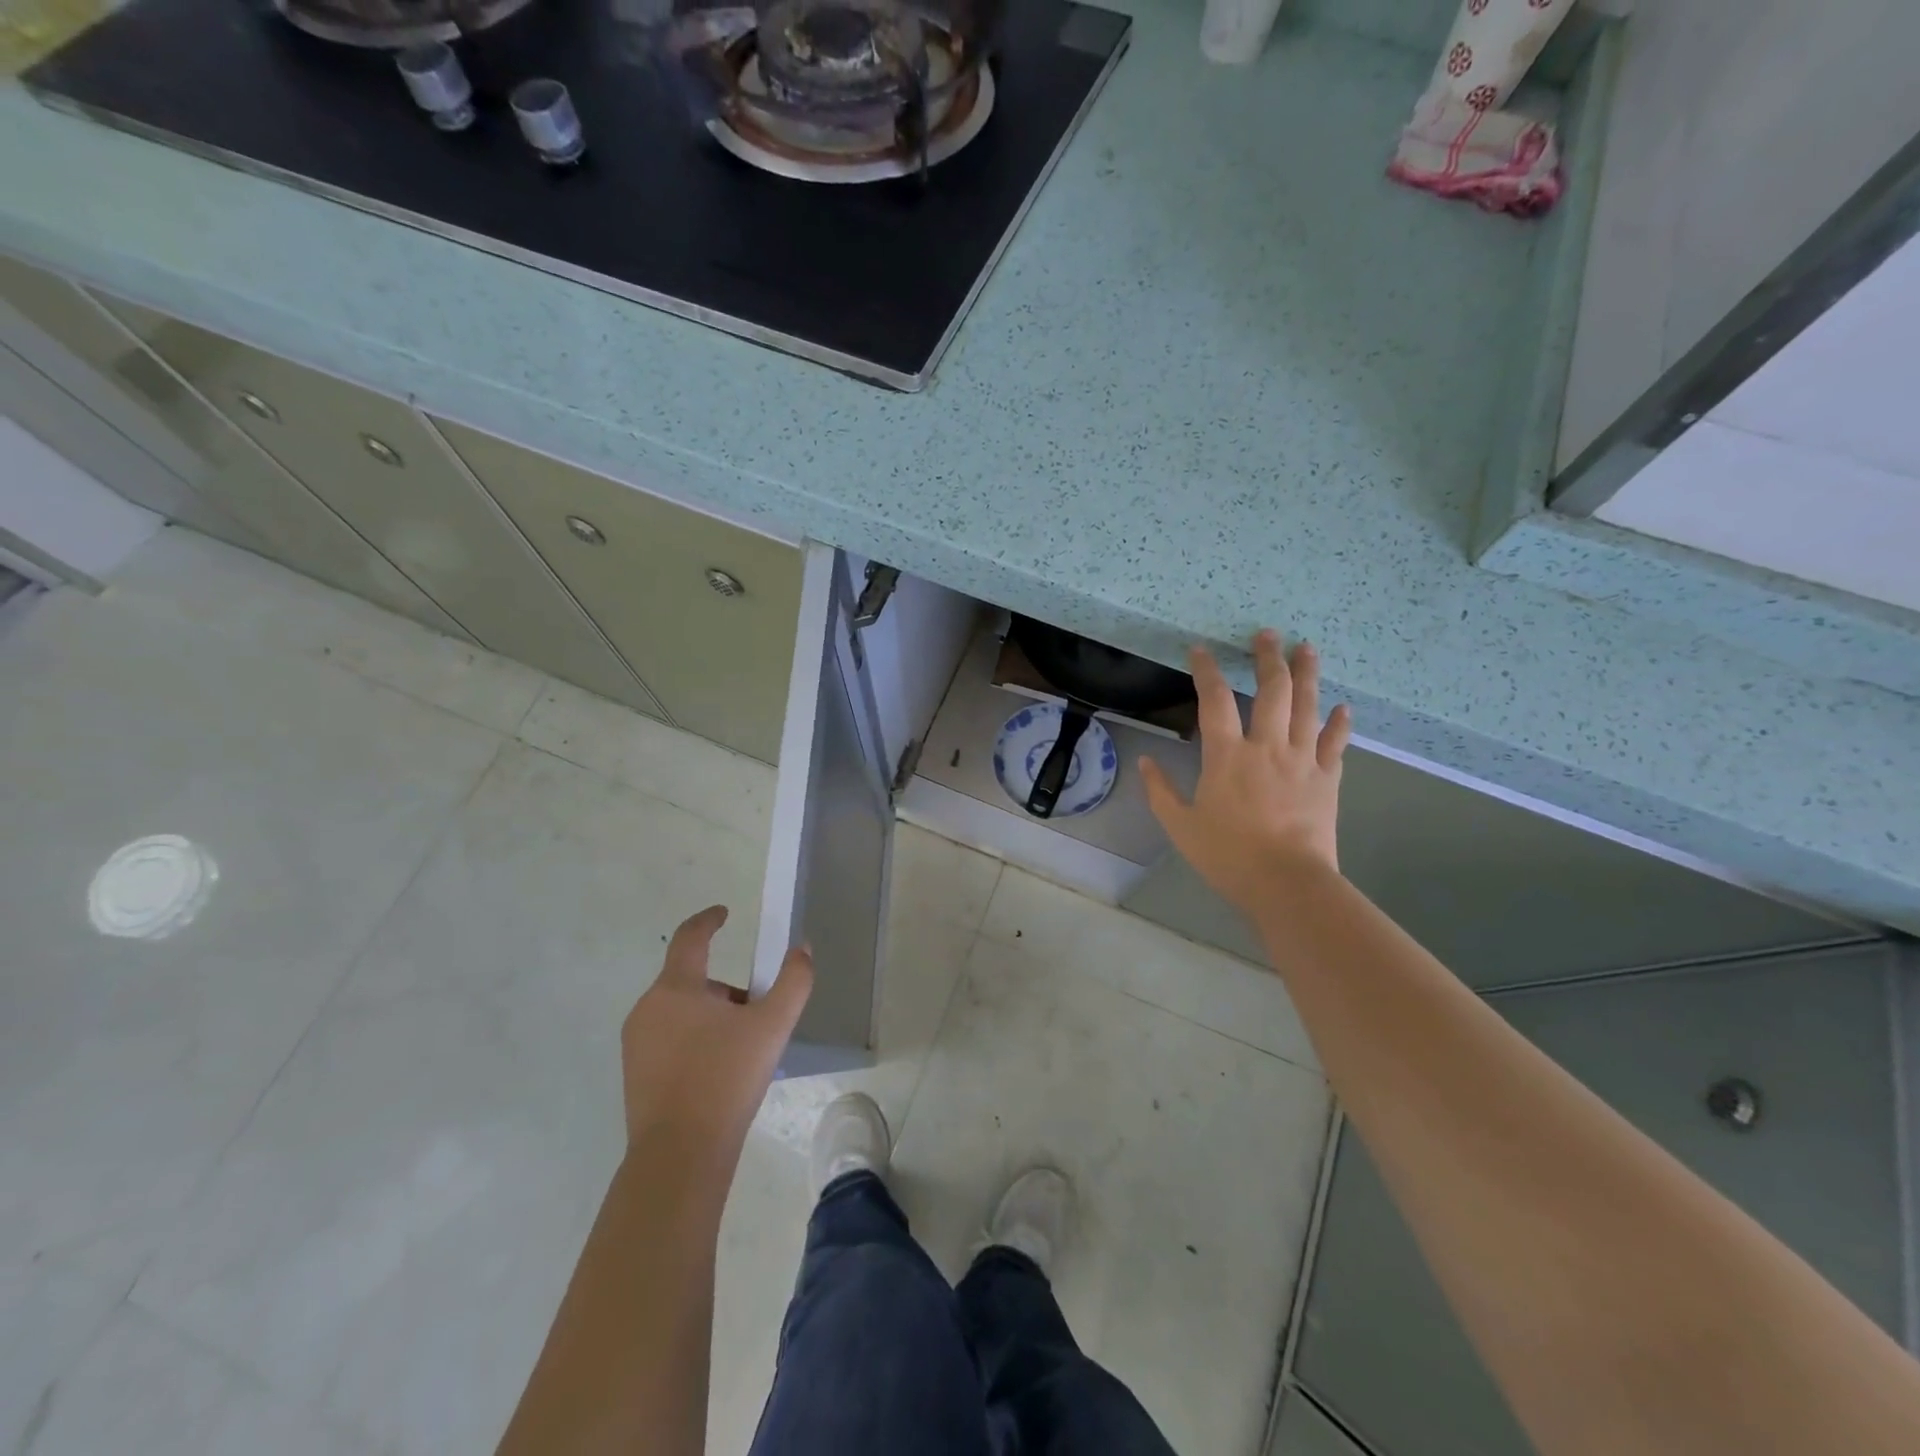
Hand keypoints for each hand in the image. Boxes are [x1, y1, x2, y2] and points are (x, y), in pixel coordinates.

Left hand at [620, 906, 813, 1154]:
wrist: (680, 1154)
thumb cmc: (726, 1079)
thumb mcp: (772, 1026)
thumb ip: (793, 981)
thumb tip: (802, 949)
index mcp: (676, 988)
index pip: (690, 938)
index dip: (709, 920)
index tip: (724, 914)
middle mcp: (648, 1008)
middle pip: (693, 981)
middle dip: (726, 992)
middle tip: (757, 1018)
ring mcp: (636, 1043)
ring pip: (681, 1012)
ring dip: (711, 1018)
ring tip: (741, 1053)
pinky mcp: (634, 1074)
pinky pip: (669, 1040)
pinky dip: (694, 1043)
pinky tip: (717, 1076)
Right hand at [1141, 630, 1351, 915]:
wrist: (1286, 883)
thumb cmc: (1228, 855)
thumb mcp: (1181, 826)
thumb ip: (1160, 791)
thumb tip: (1145, 762)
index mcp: (1227, 756)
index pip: (1215, 701)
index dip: (1207, 671)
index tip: (1201, 650)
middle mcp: (1267, 747)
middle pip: (1272, 691)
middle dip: (1268, 658)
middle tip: (1268, 634)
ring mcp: (1302, 760)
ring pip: (1308, 707)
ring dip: (1307, 675)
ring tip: (1307, 648)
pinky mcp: (1327, 779)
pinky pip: (1335, 744)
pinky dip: (1339, 724)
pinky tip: (1343, 708)